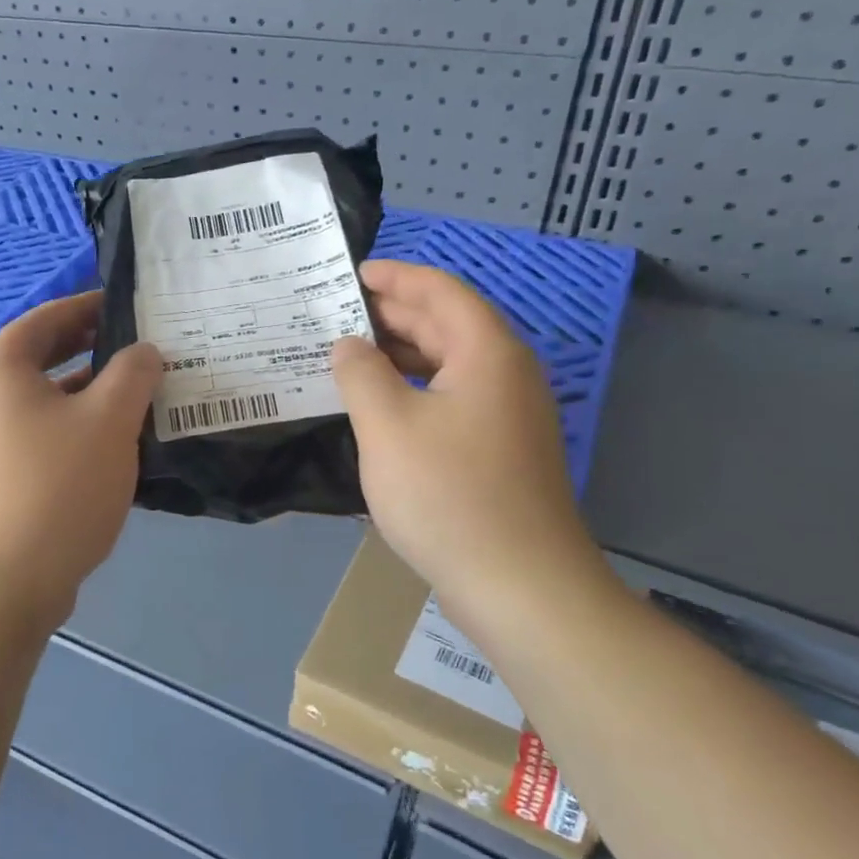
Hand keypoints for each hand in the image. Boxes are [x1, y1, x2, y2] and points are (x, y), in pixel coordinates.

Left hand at [0, 293, 161, 630]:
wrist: (2, 584)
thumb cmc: (56, 486)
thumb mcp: (109, 420)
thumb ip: (132, 374)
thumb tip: (144, 352)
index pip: (46, 318)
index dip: (88, 306)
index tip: (127, 306)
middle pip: (40, 359)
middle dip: (90, 350)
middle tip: (138, 348)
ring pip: (42, 403)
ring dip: (86, 395)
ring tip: (135, 398)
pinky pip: (37, 438)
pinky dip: (72, 431)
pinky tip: (110, 449)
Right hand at [332, 260, 609, 619]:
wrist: (521, 585)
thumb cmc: (448, 494)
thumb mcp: (387, 426)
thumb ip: (361, 373)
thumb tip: (348, 345)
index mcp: (487, 352)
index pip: (440, 291)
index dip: (395, 276)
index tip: (352, 273)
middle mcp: (506, 374)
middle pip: (447, 324)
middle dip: (393, 314)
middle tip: (337, 314)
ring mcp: (508, 415)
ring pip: (449, 365)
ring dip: (400, 355)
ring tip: (348, 356)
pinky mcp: (501, 450)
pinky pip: (452, 399)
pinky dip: (414, 390)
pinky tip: (380, 407)